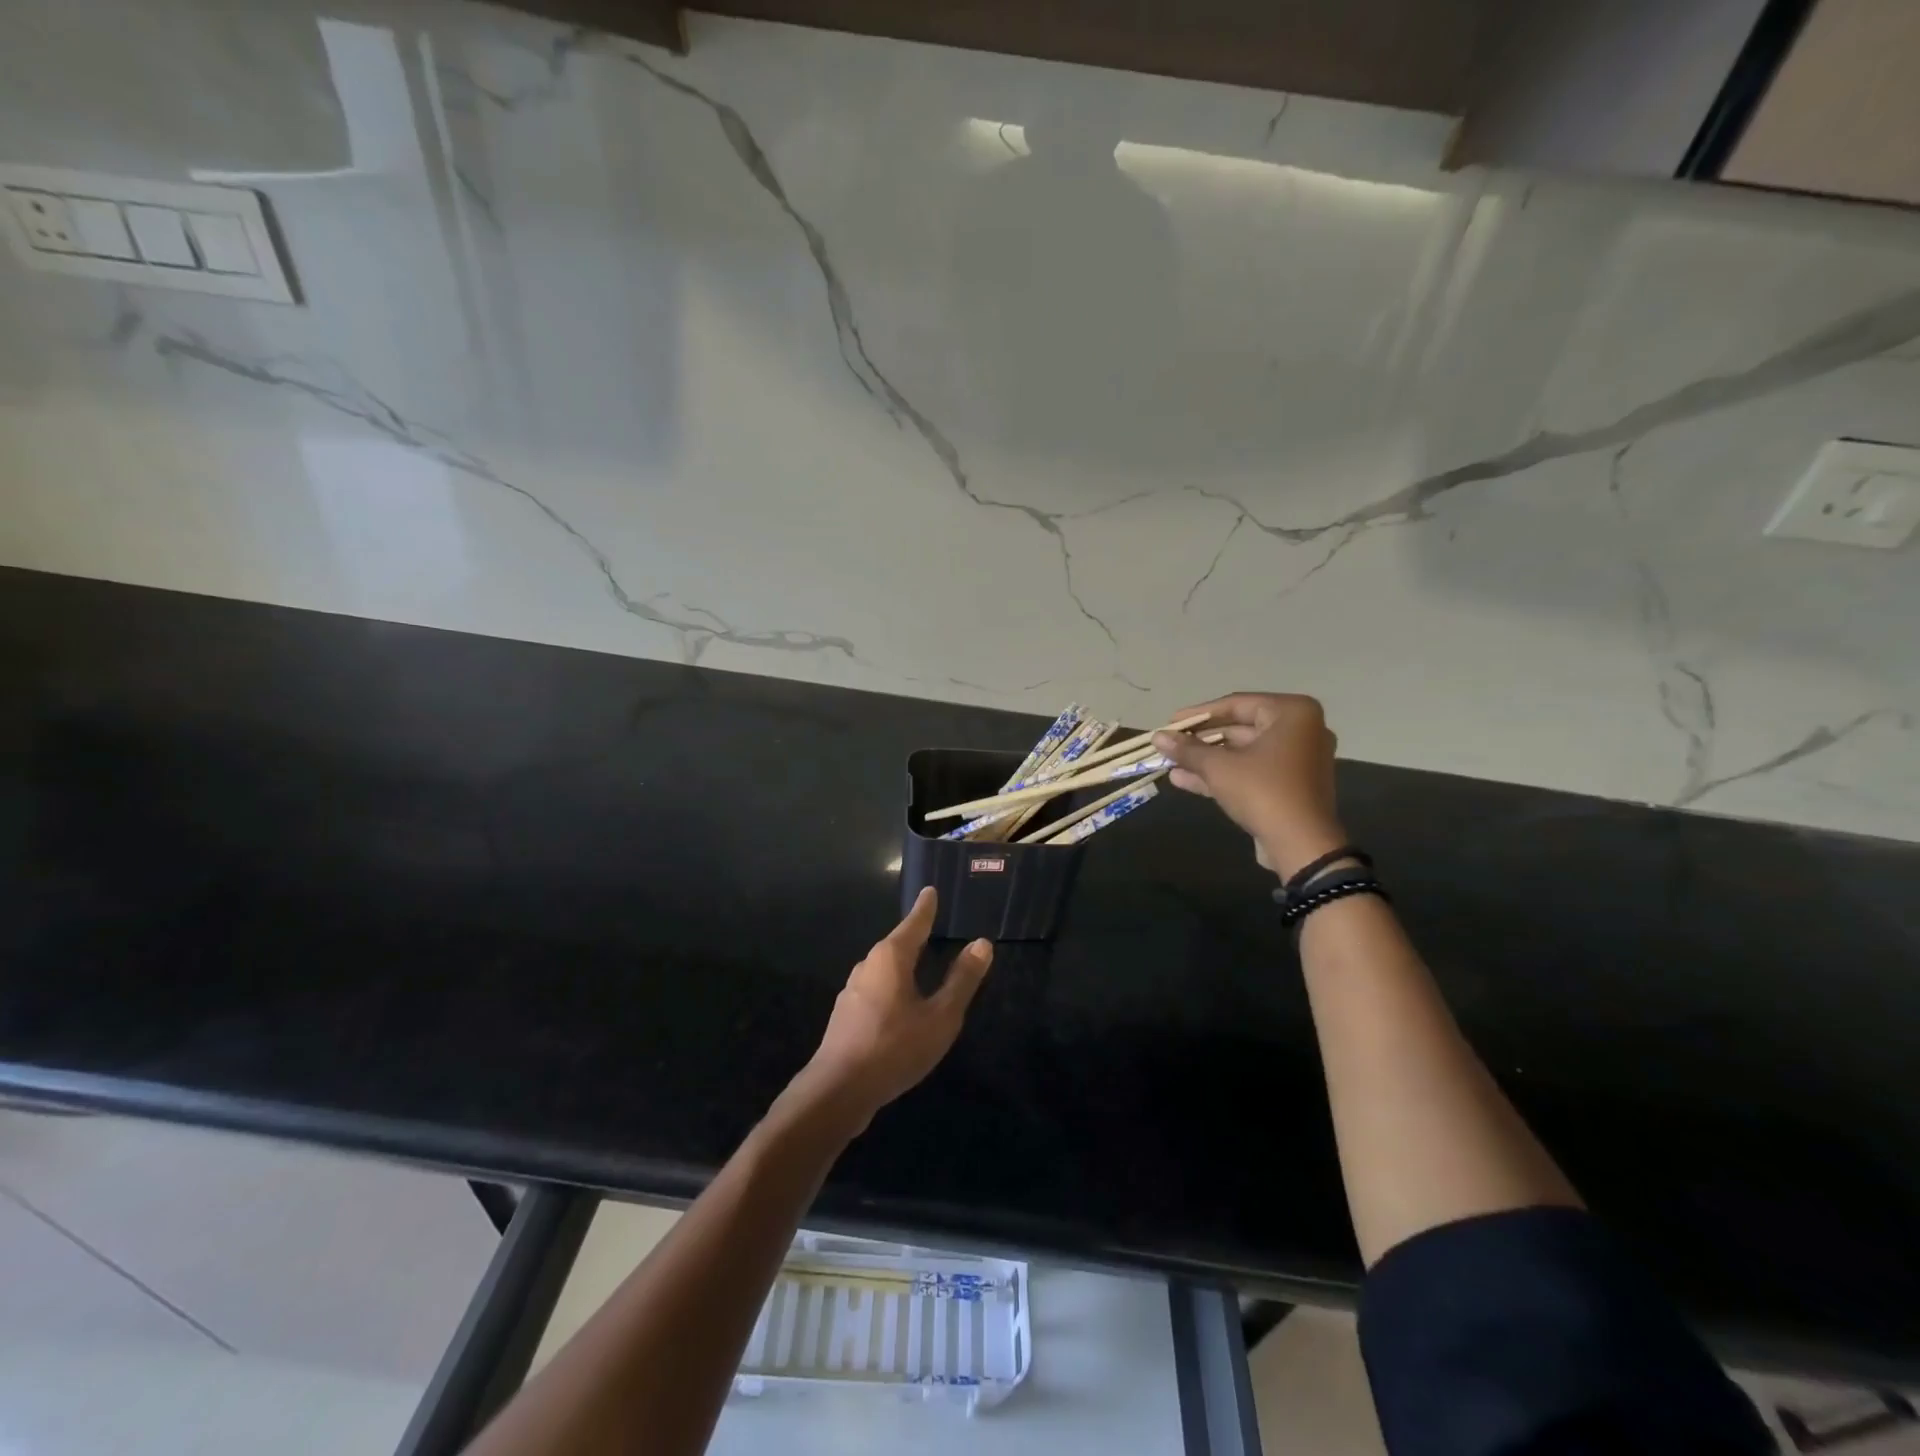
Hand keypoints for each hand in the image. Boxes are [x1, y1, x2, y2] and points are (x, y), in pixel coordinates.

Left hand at [795, 888, 991, 1134]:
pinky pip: (876, 992)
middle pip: (897, 945)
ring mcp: (853, 992)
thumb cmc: (895, 1046)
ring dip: (903, 966)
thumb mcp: (940, 1016)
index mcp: (891, 958)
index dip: (925, 909)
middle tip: (932, 928)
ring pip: (884, 970)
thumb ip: (962, 980)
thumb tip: (982, 944)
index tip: (930, 891)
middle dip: (914, 937)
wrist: (838, 1091)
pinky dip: (893, 990)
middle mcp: (868, 966)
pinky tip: (902, 1008)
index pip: (914, 924)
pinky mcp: (846, 1017)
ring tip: (921, 966)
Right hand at [1153, 693, 1346, 879]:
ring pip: (1242, 753)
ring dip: (1206, 759)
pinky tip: (1183, 779)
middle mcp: (1300, 730)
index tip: (1169, 722)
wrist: (1301, 846)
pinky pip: (1251, 772)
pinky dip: (1222, 774)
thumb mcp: (1219, 767)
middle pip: (1239, 728)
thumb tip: (1157, 737)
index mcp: (1292, 713)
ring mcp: (1297, 760)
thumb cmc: (1263, 791)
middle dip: (1200, 740)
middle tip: (1169, 743)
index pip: (1236, 704)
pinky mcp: (1290, 786)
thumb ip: (1187, 749)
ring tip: (1169, 763)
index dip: (1198, 714)